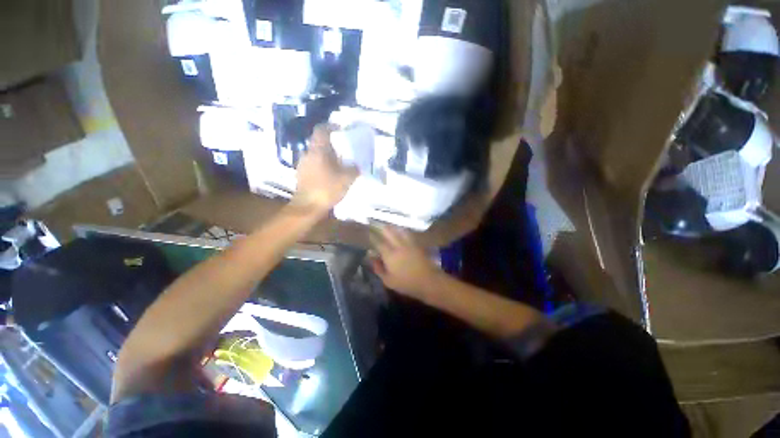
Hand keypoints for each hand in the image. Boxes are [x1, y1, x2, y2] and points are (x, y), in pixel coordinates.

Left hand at [293, 125, 358, 212]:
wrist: (308, 207)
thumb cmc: (327, 189)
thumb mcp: (346, 179)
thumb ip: (354, 169)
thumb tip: (357, 166)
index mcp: (318, 150)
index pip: (321, 130)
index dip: (330, 126)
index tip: (340, 128)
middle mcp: (308, 154)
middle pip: (319, 143)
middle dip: (331, 145)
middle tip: (343, 150)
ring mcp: (303, 165)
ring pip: (316, 155)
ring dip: (327, 157)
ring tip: (339, 165)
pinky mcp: (301, 175)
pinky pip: (314, 165)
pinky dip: (322, 166)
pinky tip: (330, 176)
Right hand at [370, 226, 440, 297]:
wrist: (429, 281)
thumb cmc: (406, 283)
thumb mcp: (388, 280)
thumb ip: (378, 268)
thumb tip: (371, 256)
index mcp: (390, 255)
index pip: (379, 243)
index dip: (373, 237)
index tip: (369, 233)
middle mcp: (399, 246)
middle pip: (390, 233)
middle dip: (383, 228)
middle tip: (378, 225)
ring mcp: (409, 244)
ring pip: (400, 231)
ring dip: (393, 228)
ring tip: (389, 226)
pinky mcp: (417, 245)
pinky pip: (408, 235)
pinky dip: (403, 231)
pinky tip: (402, 232)